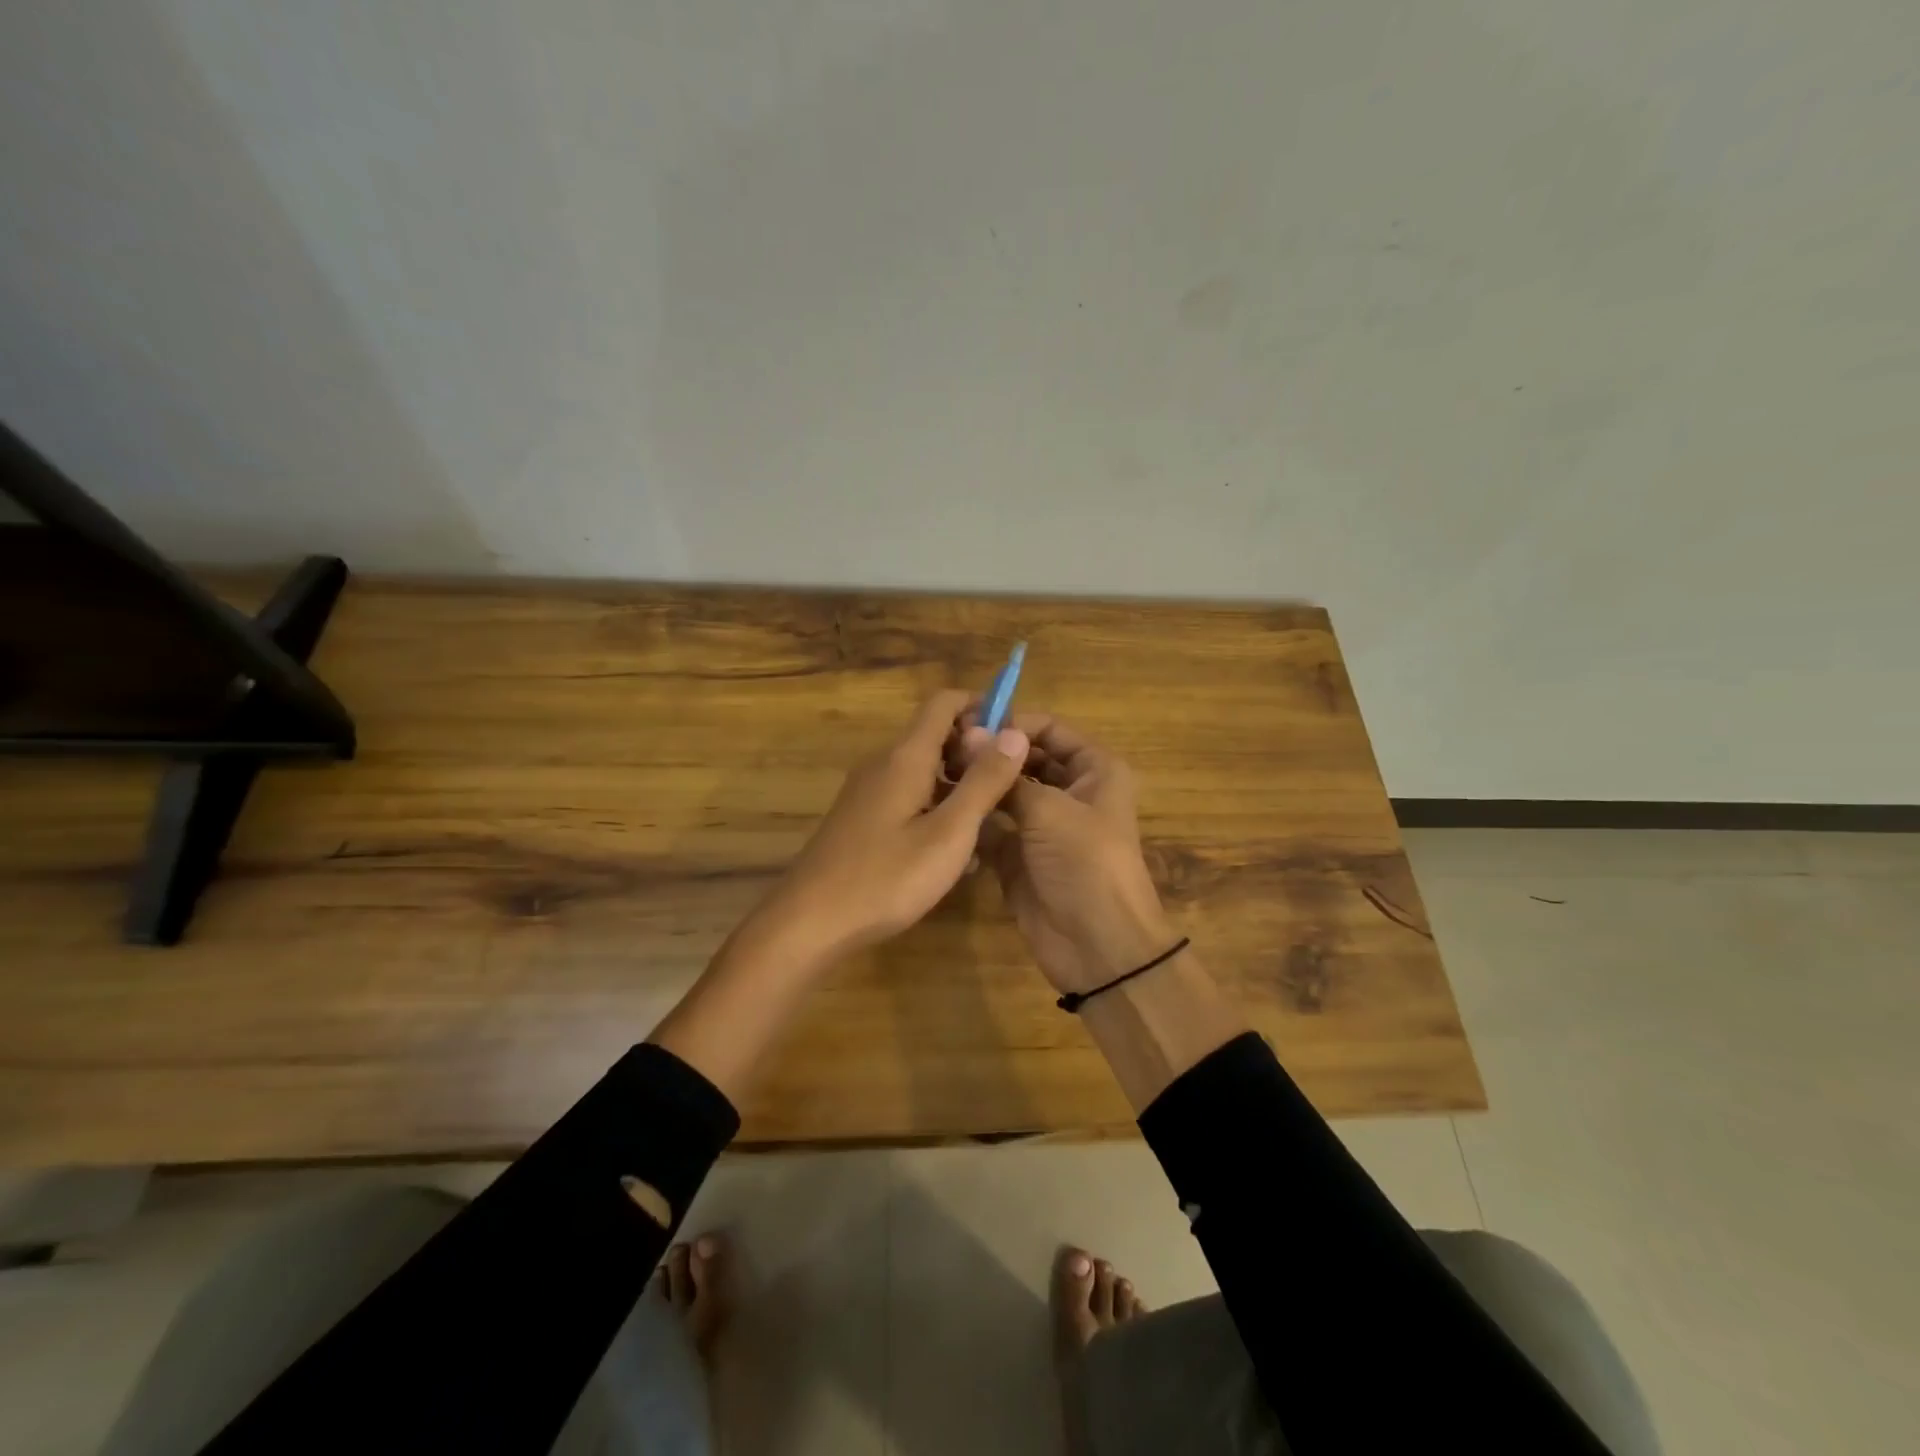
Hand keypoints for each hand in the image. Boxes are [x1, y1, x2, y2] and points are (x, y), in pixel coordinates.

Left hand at [752, 689, 1029, 967]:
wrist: (810, 922)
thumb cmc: (886, 878)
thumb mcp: (949, 833)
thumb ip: (983, 782)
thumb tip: (1014, 733)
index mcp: (905, 757)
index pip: (945, 702)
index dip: (983, 707)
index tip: (1014, 738)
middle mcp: (884, 764)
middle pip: (935, 734)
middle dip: (976, 750)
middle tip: (1011, 786)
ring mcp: (870, 792)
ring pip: (924, 769)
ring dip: (960, 782)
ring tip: (992, 819)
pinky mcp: (863, 818)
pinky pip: (909, 795)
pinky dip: (937, 806)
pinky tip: (955, 848)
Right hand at [959, 712, 1174, 994]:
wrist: (1098, 947)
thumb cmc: (1085, 864)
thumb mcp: (1049, 810)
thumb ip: (1006, 775)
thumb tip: (970, 735)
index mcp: (1094, 771)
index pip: (1050, 730)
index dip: (1012, 724)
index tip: (968, 724)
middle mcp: (1070, 792)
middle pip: (1025, 759)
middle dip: (990, 755)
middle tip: (944, 749)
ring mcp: (1043, 826)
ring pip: (1006, 793)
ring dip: (978, 785)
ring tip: (934, 773)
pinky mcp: (1019, 856)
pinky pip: (992, 828)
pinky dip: (972, 819)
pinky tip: (940, 808)